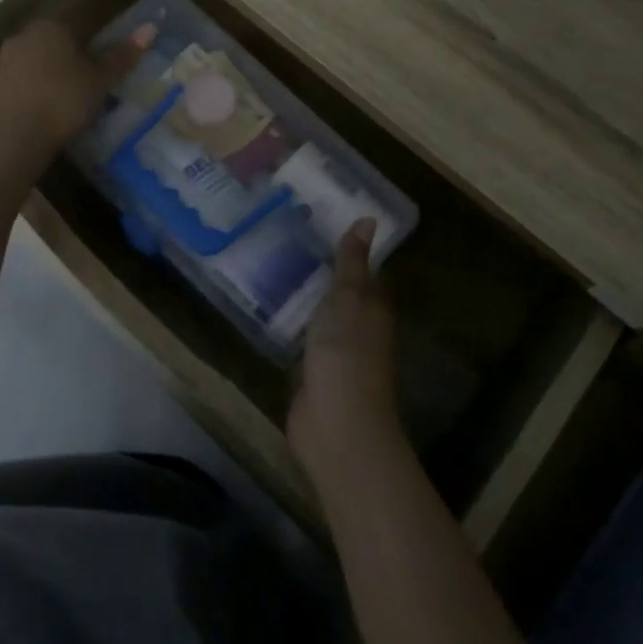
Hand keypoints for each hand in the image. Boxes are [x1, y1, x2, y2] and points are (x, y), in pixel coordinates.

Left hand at [0, 19, 153, 172]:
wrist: (11, 139)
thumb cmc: (63, 101)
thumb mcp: (101, 80)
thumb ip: (123, 55)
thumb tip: (152, 27)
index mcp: (52, 25)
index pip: (83, 26)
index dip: (99, 46)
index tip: (108, 69)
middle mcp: (25, 35)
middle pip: (60, 44)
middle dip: (77, 61)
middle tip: (95, 87)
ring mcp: (6, 60)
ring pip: (42, 64)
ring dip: (58, 78)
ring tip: (75, 104)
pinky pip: (27, 83)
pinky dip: (40, 93)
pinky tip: (51, 113)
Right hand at [288, 220, 399, 472]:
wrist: (336, 424)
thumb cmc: (346, 352)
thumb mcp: (349, 297)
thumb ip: (353, 262)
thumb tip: (369, 219)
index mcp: (374, 307)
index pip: (365, 271)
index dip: (349, 248)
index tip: (322, 221)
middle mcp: (359, 328)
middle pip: (343, 294)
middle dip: (322, 272)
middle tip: (288, 239)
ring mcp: (336, 354)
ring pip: (321, 316)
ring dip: (304, 298)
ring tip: (272, 266)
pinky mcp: (312, 374)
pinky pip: (302, 341)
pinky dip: (290, 325)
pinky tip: (268, 310)